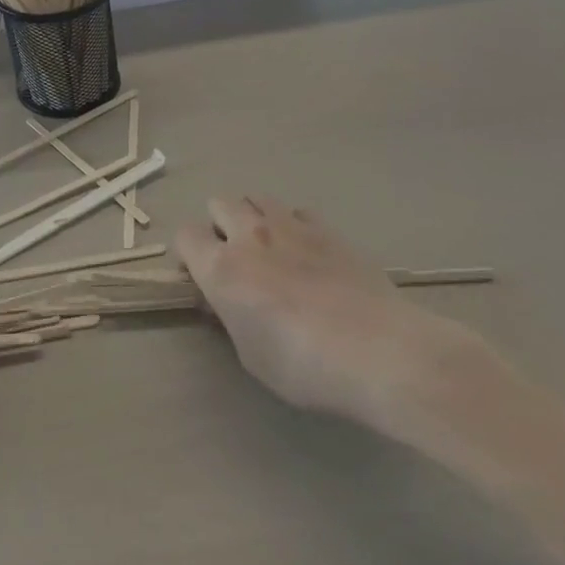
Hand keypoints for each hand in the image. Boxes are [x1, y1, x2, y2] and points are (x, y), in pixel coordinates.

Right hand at [177, 196, 488, 442]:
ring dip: (254, 218)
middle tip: (235, 258)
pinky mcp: (328, 229)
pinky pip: (297, 212)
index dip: (188, 253)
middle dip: (219, 226)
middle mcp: (249, 235)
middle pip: (218, 204)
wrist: (379, 351)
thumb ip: (232, 319)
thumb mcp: (251, 356)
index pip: (185, 235)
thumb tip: (227, 302)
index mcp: (222, 268)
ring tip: (270, 249)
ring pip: (256, 198)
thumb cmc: (304, 365)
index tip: (199, 276)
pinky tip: (308, 253)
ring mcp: (290, 226)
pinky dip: (293, 226)